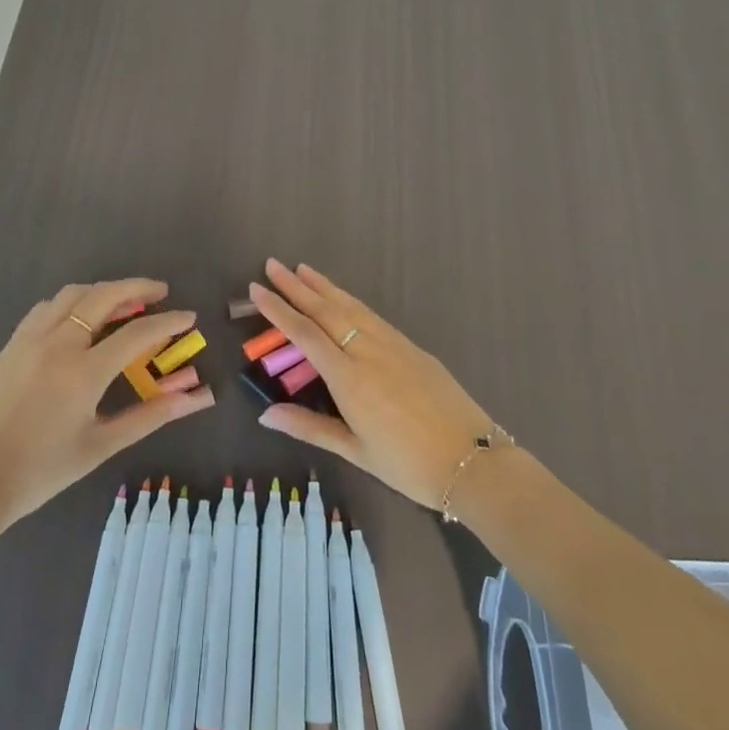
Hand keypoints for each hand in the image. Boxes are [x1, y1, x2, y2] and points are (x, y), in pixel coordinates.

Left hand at [0, 278, 213, 526]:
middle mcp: (58, 344)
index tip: (189, 317)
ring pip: (73, 294)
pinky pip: (48, 307)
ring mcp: (31, 338)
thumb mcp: (102, 444)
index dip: (168, 321)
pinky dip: (72, 302)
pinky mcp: (12, 344)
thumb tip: (197, 398)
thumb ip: (151, 415)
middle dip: (137, 287)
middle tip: (160, 292)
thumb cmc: (43, 469)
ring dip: (103, 291)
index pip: (138, 333)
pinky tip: (80, 319)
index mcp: (84, 371)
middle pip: (104, 296)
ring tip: (124, 302)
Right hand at [251, 259, 493, 509]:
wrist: (471, 460)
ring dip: (324, 286)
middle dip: (296, 286)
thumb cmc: (407, 464)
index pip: (304, 334)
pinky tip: (343, 297)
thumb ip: (309, 427)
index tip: (256, 289)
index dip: (278, 310)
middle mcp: (367, 351)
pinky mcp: (411, 346)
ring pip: (351, 306)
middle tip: (272, 265)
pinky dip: (350, 300)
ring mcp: (392, 344)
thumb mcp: (355, 451)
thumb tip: (265, 414)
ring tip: (302, 269)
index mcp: (348, 378)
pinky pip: (372, 315)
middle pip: (325, 310)